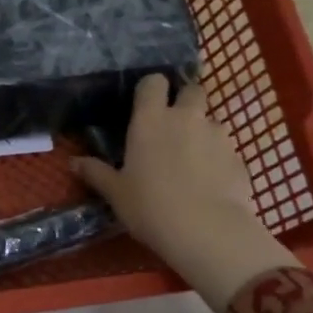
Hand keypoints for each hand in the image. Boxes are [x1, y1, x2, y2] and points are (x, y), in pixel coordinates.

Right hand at [72, 74, 297, 312]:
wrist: (207, 231)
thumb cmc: (150, 206)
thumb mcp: (116, 193)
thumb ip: (96, 173)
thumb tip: (73, 162)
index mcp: (150, 120)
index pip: (153, 82)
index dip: (151, 89)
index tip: (145, 104)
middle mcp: (186, 117)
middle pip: (192, 90)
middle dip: (185, 101)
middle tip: (173, 126)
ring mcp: (217, 135)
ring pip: (211, 120)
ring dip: (202, 132)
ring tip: (191, 161)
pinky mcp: (239, 157)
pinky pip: (225, 149)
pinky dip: (218, 158)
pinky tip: (210, 182)